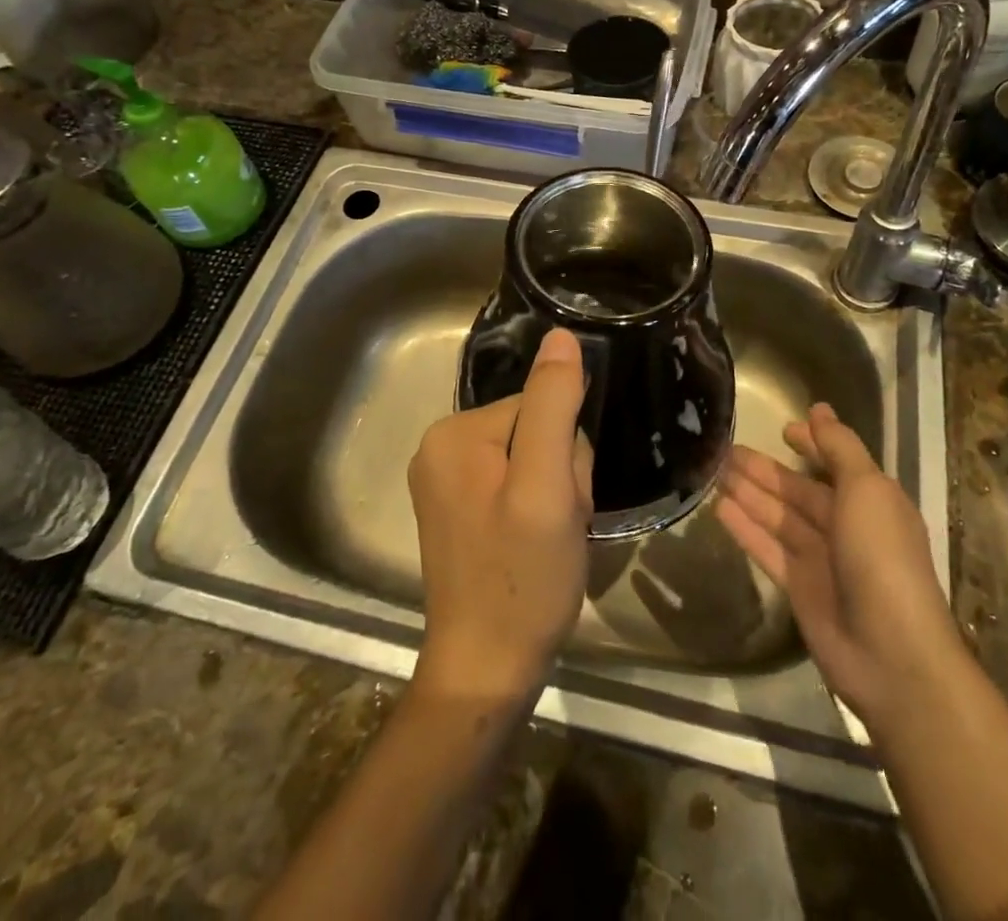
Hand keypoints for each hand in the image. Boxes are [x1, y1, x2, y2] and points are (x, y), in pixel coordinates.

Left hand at [409, 327, 592, 708]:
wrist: (487, 671)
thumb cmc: (522, 579)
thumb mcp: (547, 487)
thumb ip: (554, 405)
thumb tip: (562, 336)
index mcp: (455, 433)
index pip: (539, 406)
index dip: (567, 451)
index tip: (563, 500)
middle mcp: (440, 447)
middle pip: (534, 429)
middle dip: (559, 473)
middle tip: (556, 525)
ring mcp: (445, 480)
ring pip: (531, 458)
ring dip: (553, 493)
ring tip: (547, 539)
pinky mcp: (457, 509)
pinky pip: (515, 483)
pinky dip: (537, 508)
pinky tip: (533, 543)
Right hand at [716, 403, 963, 725]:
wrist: (889, 653)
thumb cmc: (881, 556)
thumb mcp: (867, 490)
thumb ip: (840, 448)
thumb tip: (819, 410)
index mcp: (871, 501)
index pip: (836, 462)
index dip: (812, 443)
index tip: (782, 428)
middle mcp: (846, 526)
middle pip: (798, 490)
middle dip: (766, 469)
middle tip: (725, 447)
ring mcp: (821, 558)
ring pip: (778, 516)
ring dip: (749, 493)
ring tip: (713, 469)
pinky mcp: (798, 587)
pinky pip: (767, 548)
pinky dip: (745, 528)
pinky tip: (719, 507)